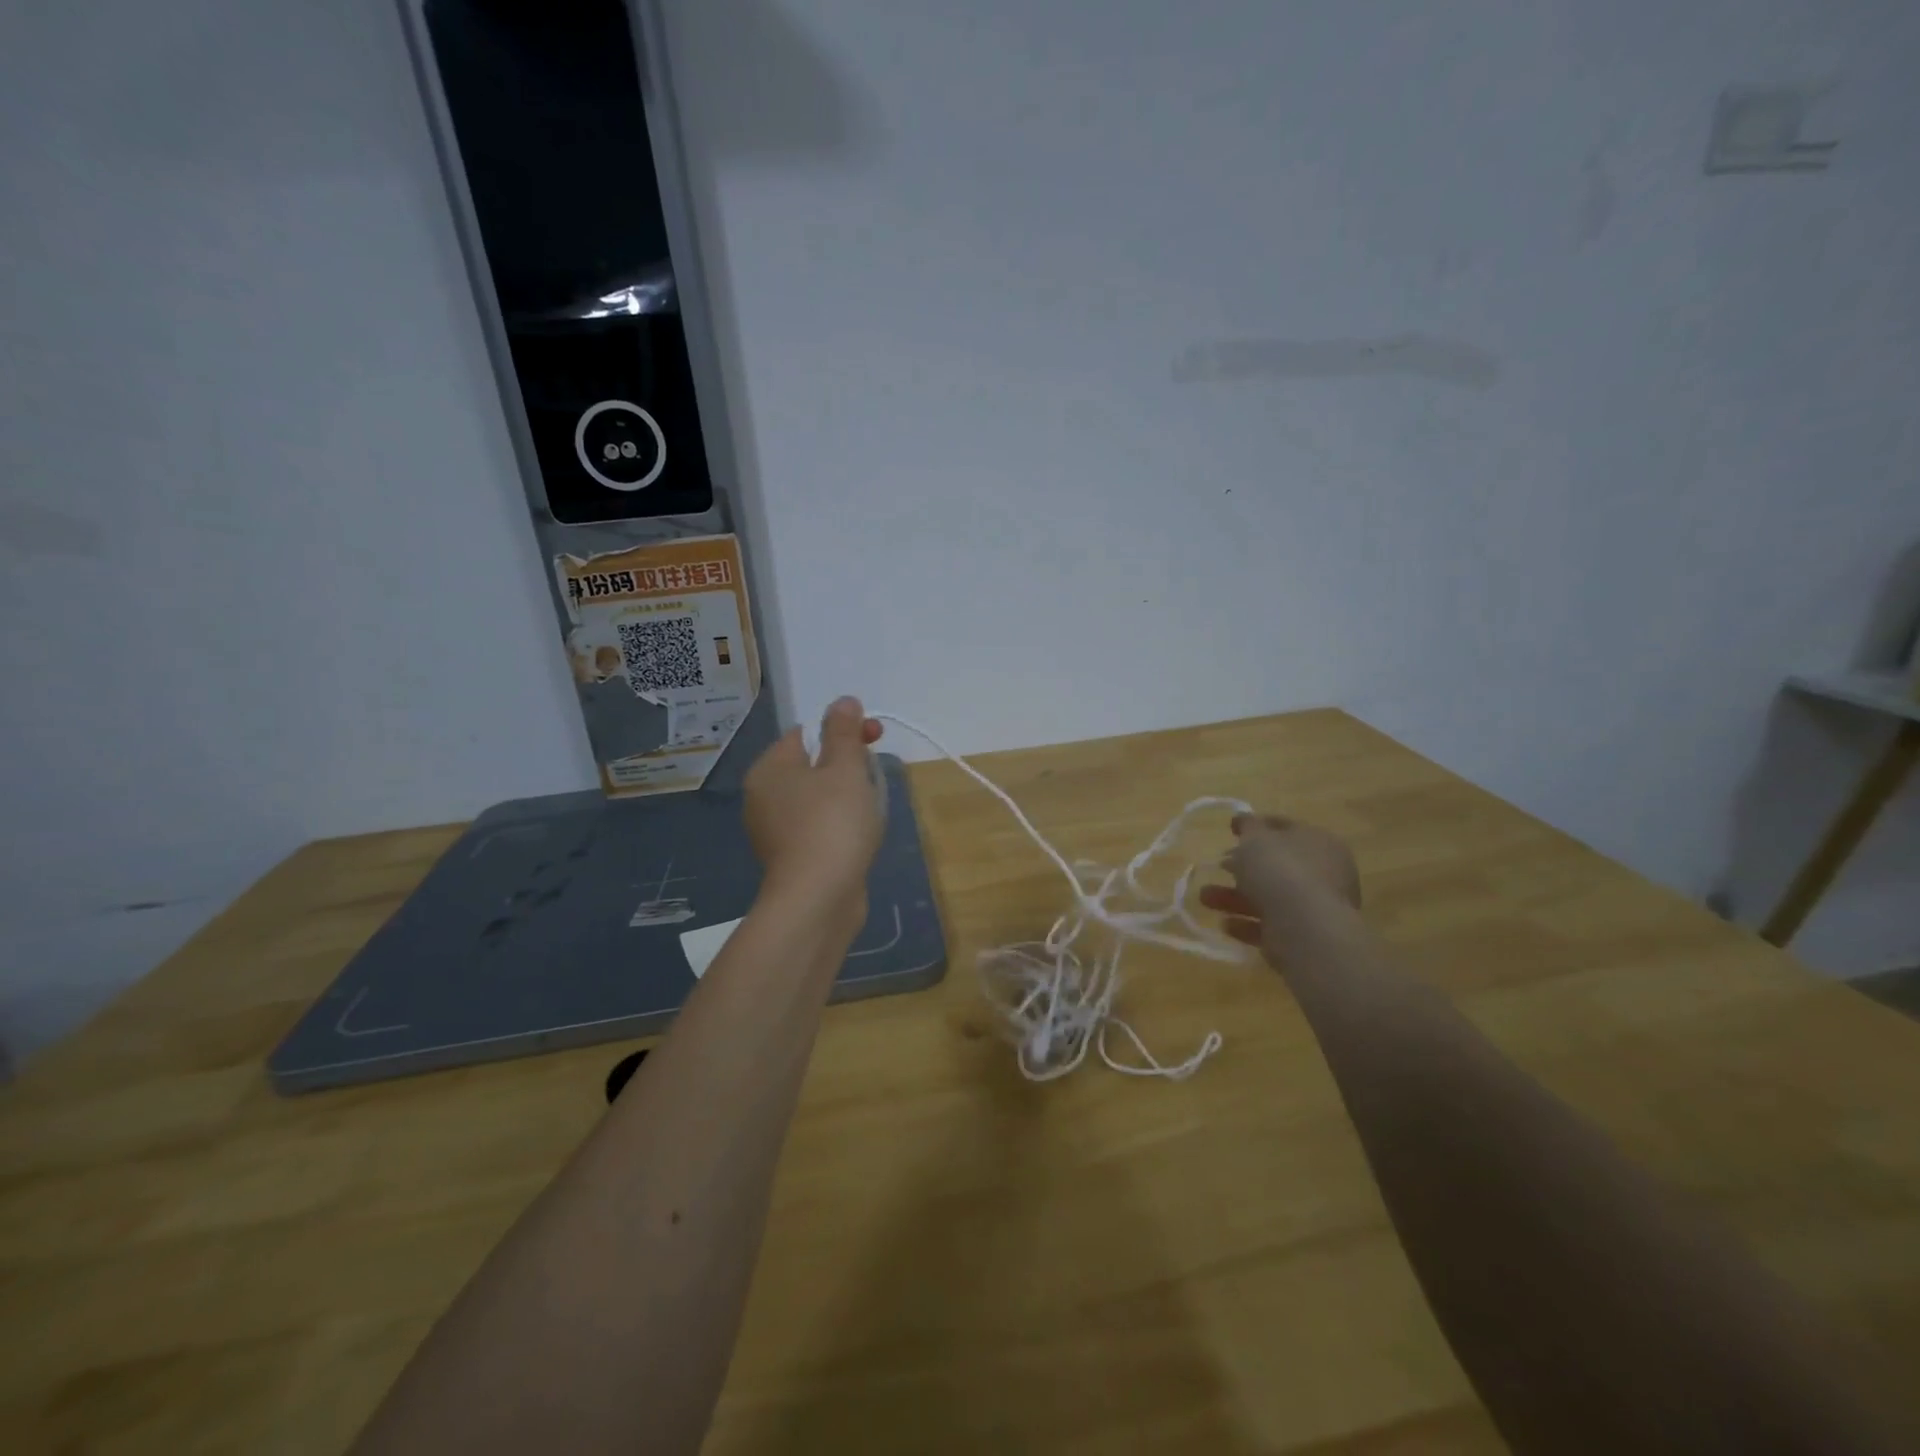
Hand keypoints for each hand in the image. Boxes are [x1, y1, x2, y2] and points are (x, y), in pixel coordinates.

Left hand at [743, 697, 885, 908]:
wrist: (818, 899)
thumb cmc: (832, 824)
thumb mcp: (845, 769)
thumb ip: (844, 732)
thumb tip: (843, 700)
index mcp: (769, 769)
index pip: (806, 733)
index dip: (843, 731)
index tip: (874, 739)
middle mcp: (764, 797)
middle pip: (812, 766)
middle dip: (848, 766)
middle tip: (874, 777)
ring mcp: (775, 831)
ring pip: (818, 799)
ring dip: (847, 798)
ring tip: (871, 811)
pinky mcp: (791, 858)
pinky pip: (819, 828)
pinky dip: (840, 826)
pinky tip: (859, 838)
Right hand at [1199, 814, 1360, 959]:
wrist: (1304, 928)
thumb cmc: (1281, 870)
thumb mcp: (1256, 837)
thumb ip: (1248, 825)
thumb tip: (1244, 819)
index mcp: (1318, 842)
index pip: (1286, 827)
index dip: (1257, 825)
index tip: (1231, 829)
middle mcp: (1322, 873)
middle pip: (1275, 865)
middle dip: (1242, 866)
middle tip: (1218, 865)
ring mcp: (1314, 907)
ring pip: (1268, 897)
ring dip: (1234, 897)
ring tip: (1204, 898)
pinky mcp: (1302, 937)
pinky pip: (1269, 926)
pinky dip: (1246, 924)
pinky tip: (1225, 924)